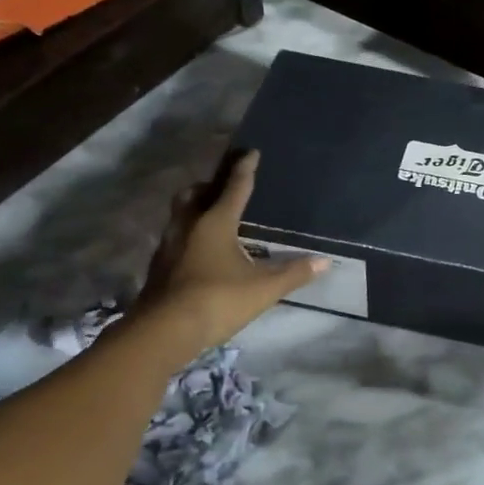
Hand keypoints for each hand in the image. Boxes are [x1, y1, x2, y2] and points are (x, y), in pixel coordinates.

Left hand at [132, 150, 326, 361]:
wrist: (162, 332)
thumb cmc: (217, 301)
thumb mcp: (263, 289)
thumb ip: (294, 273)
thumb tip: (325, 261)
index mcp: (216, 222)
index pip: (234, 187)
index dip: (245, 168)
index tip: (251, 152)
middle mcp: (188, 225)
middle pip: (195, 194)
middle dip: (209, 186)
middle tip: (224, 188)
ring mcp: (169, 246)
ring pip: (180, 215)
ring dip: (196, 210)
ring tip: (213, 219)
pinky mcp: (159, 267)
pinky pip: (175, 238)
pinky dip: (189, 235)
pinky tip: (201, 252)